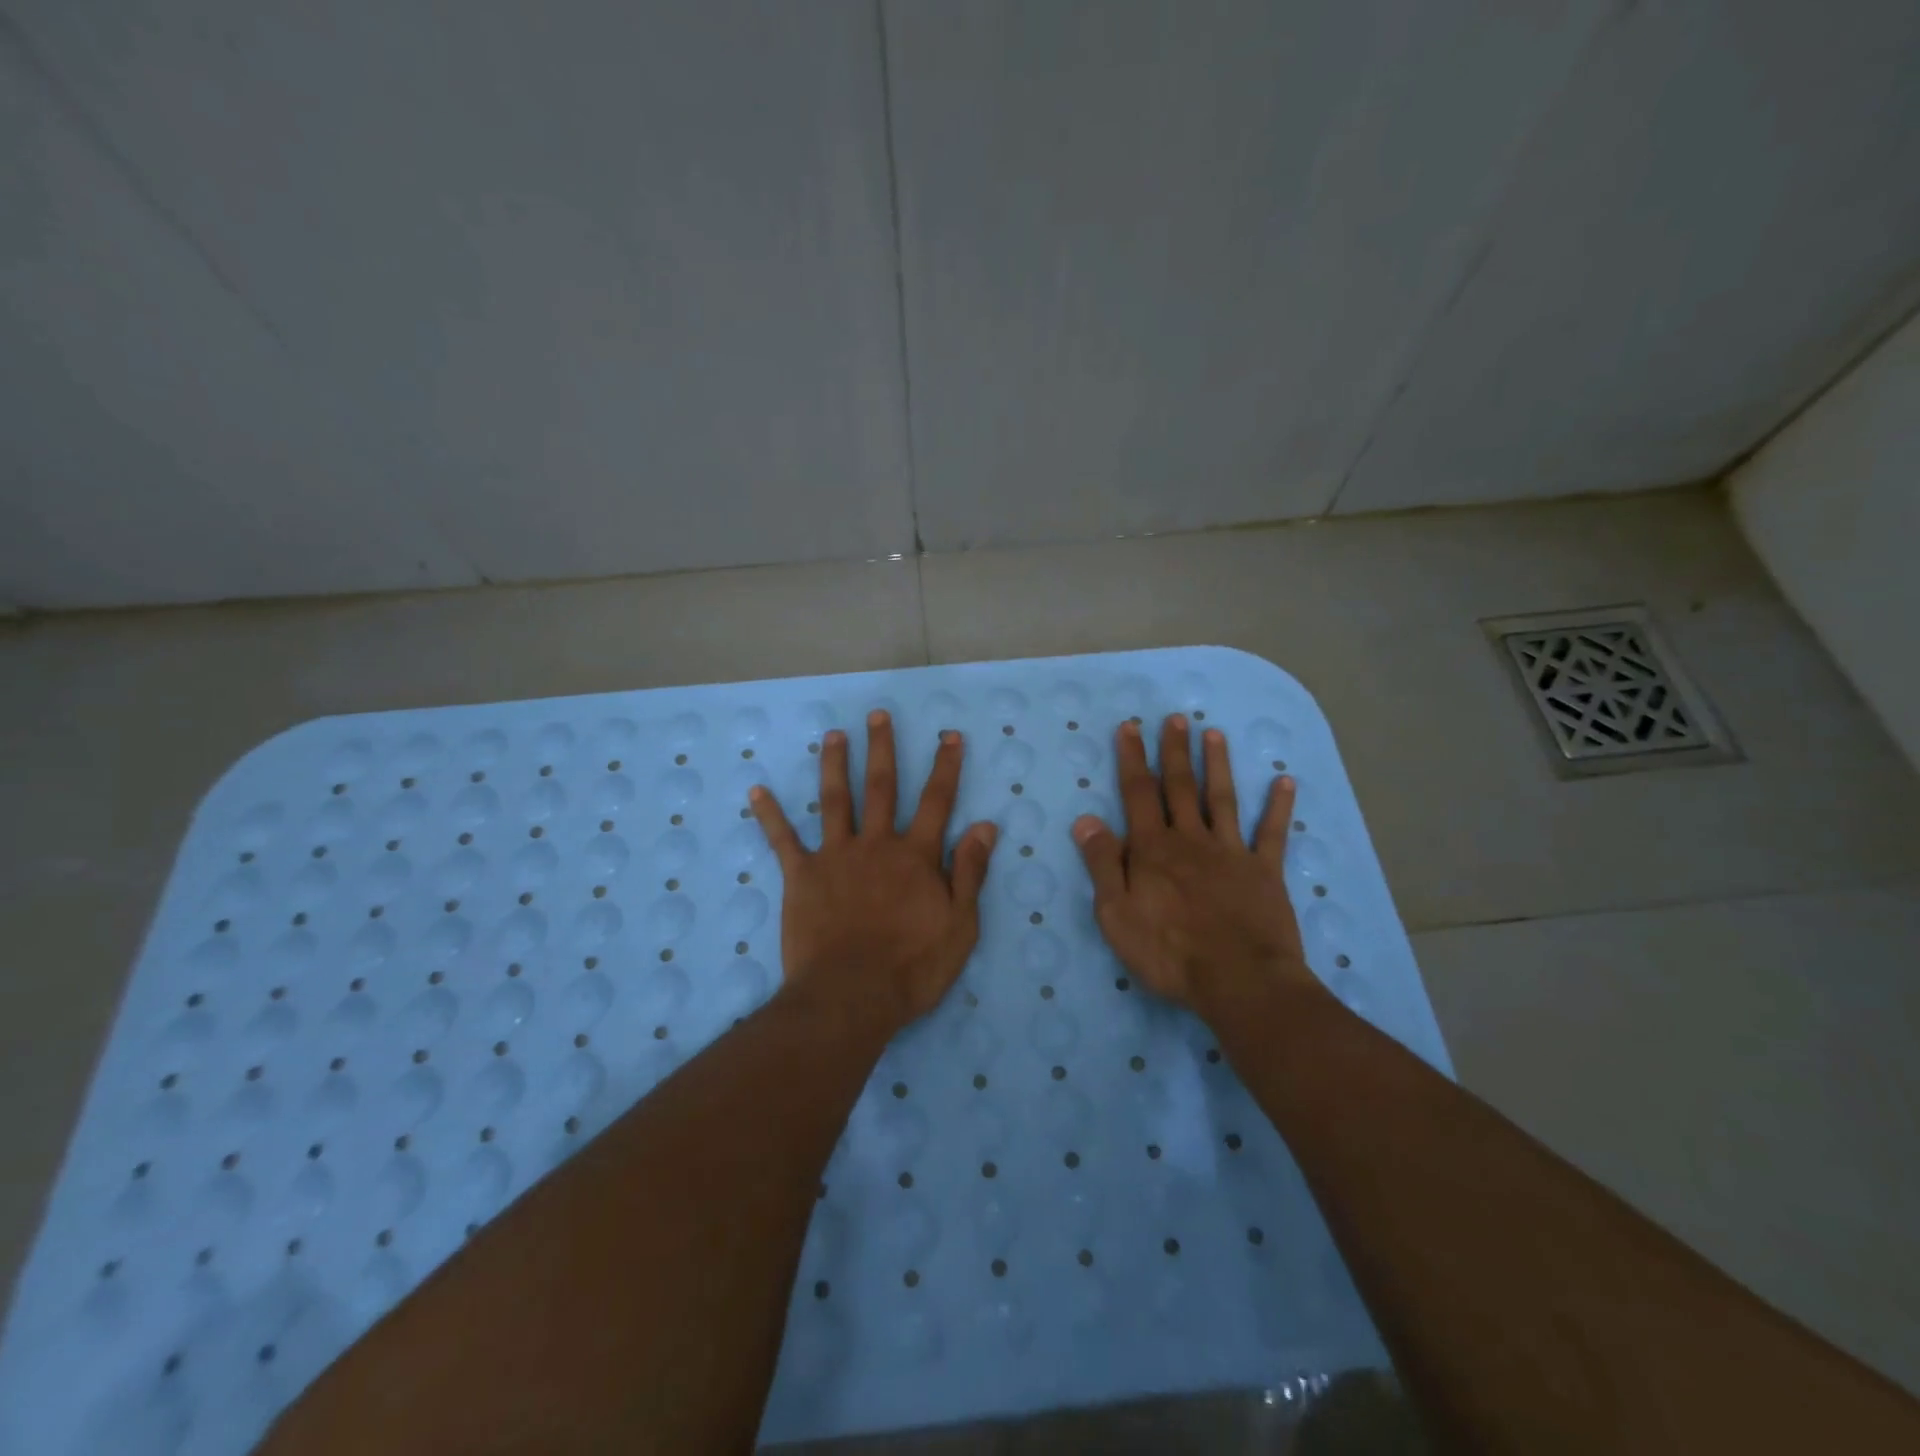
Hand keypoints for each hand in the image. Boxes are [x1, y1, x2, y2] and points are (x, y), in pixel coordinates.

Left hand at [750, 710, 996, 1035]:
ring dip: (834, 765)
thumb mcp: (960, 925)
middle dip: (882, 749)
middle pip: (882, 787)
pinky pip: (783, 840)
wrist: (851, 997)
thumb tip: (985, 825)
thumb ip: (969, 872)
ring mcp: (836, 857)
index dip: (945, 766)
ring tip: (832, 735)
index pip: (937, 801)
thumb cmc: (912, 967)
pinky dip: (770, 815)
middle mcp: (876, 844)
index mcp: (915, 856)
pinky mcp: (802, 876)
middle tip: (877, 715)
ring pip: (835, 800)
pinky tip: (757, 790)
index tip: (949, 736)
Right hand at [1072, 714, 1316, 1015]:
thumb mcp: (1116, 914)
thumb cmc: (1168, 952)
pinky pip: (1272, 833)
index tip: (1130, 727)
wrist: (1239, 980)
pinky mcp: (1265, 872)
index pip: (1138, 793)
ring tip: (1214, 733)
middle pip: (1179, 787)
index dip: (1132, 758)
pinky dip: (1279, 806)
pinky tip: (1285, 781)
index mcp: (1152, 849)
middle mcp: (1190, 840)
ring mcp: (1231, 852)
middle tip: (1175, 717)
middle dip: (1174, 750)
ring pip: (1221, 799)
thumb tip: (1087, 819)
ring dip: (1216, 764)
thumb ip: (1102, 864)